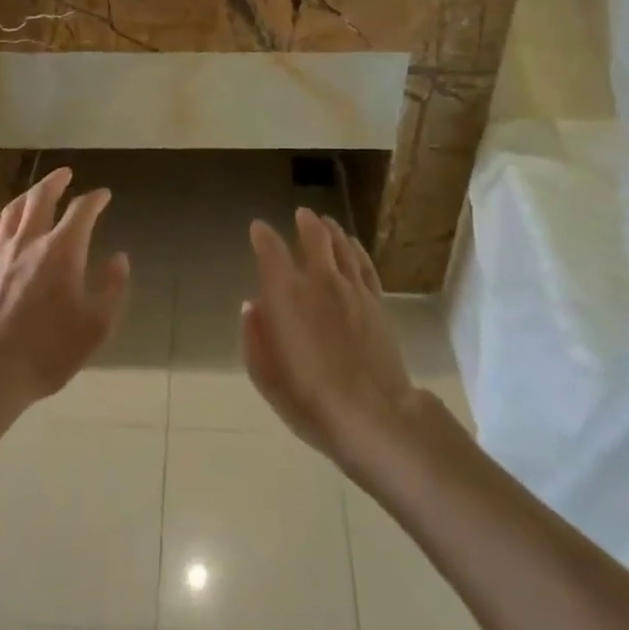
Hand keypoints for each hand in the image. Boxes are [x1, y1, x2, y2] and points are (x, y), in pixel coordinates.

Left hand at [0, 167, 129, 409]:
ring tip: (36, 191)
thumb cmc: (47, 351)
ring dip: (28, 194)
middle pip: (41, 197)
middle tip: (66, 173)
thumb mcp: (95, 327)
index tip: (104, 195)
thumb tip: (119, 259)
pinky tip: (1, 220)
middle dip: (56, 181)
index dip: (95, 199)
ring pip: (13, 209)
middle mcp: (30, 240)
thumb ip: (112, 289)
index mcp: (62, 250)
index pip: (82, 210)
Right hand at [241, 209, 414, 470]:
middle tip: (301, 214)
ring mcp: (352, 288)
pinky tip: (353, 245)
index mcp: (287, 294)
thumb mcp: (268, 378)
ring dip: (331, 230)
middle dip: (305, 222)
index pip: (270, 250)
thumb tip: (252, 307)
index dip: (262, 235)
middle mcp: (319, 280)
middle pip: (313, 236)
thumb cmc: (311, 401)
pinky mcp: (376, 302)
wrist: (375, 415)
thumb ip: (255, 338)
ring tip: (326, 221)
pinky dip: (355, 248)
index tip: (257, 228)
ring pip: (341, 245)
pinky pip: (364, 264)